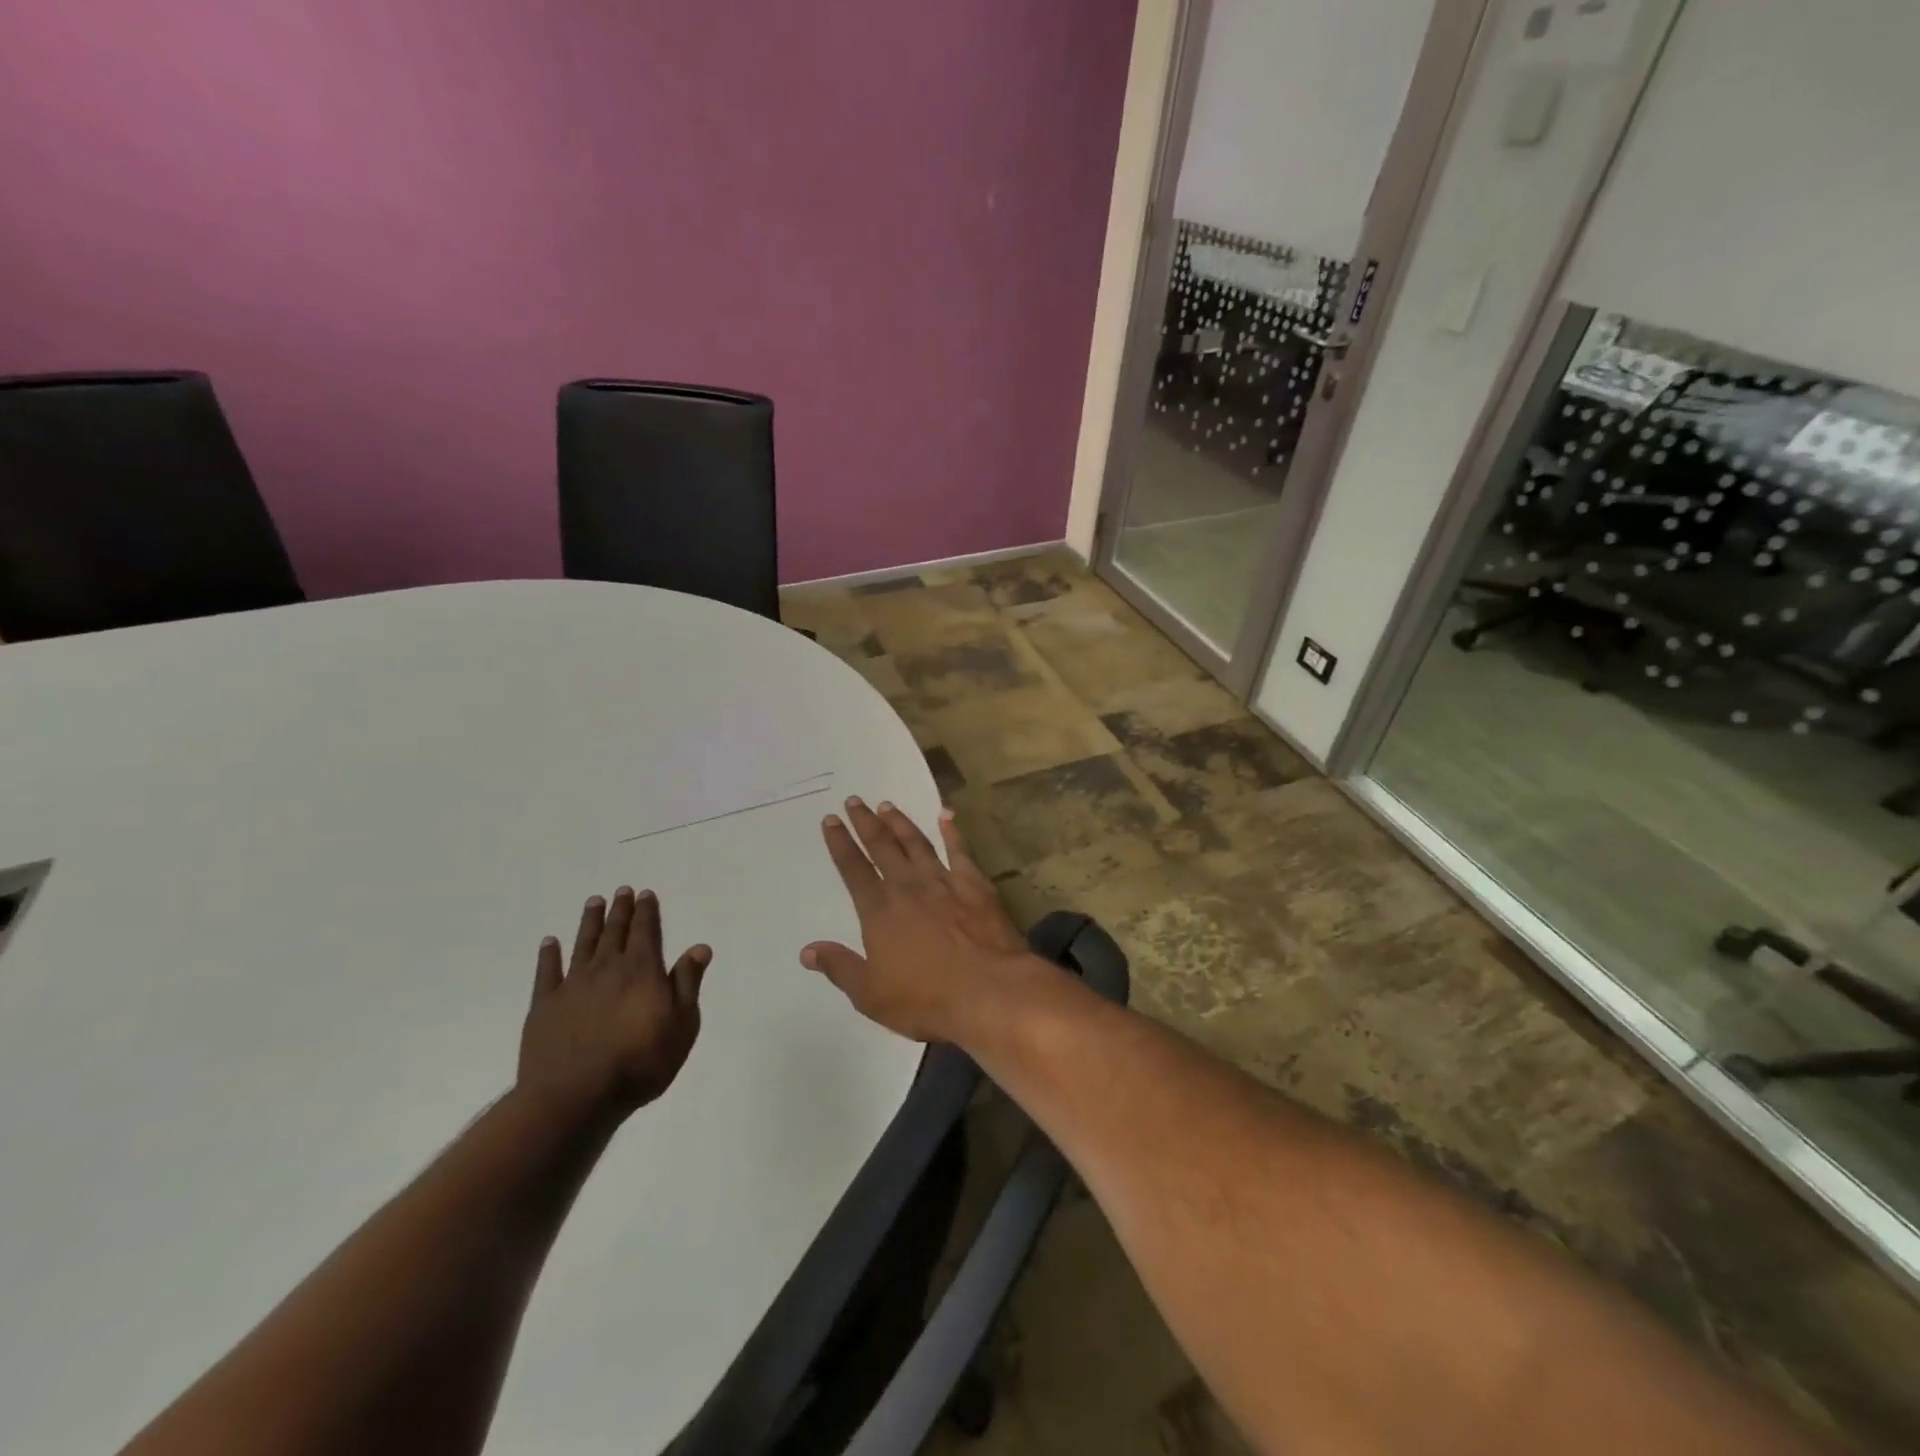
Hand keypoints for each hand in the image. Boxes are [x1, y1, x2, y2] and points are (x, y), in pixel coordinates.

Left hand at [517, 887, 709, 1124]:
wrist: (575, 1097)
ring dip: (590, 922)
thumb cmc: (640, 1062)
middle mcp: (608, 969)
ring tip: (594, 901)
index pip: (646, 932)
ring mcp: (573, 985)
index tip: (646, 894)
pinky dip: (549, 954)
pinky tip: (550, 942)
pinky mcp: (545, 1006)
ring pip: (584, 944)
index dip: (647, 912)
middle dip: (621, 910)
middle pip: (615, 932)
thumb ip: (688, 983)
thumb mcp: (682, 1025)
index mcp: (643, 970)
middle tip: (622, 890)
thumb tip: (699, 947)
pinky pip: (547, 972)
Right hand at [803, 797, 1038, 1043]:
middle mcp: (908, 887)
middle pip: (882, 846)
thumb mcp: (870, 994)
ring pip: (916, 843)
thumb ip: (840, 968)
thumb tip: (808, 950)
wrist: (988, 990)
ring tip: (887, 806)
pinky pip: (960, 851)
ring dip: (900, 823)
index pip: (853, 869)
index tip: (831, 820)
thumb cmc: (925, 998)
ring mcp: (944, 882)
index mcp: (879, 910)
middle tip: (855, 800)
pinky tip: (946, 815)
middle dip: (865, 822)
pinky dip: (952, 832)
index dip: (840, 843)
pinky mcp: (975, 885)